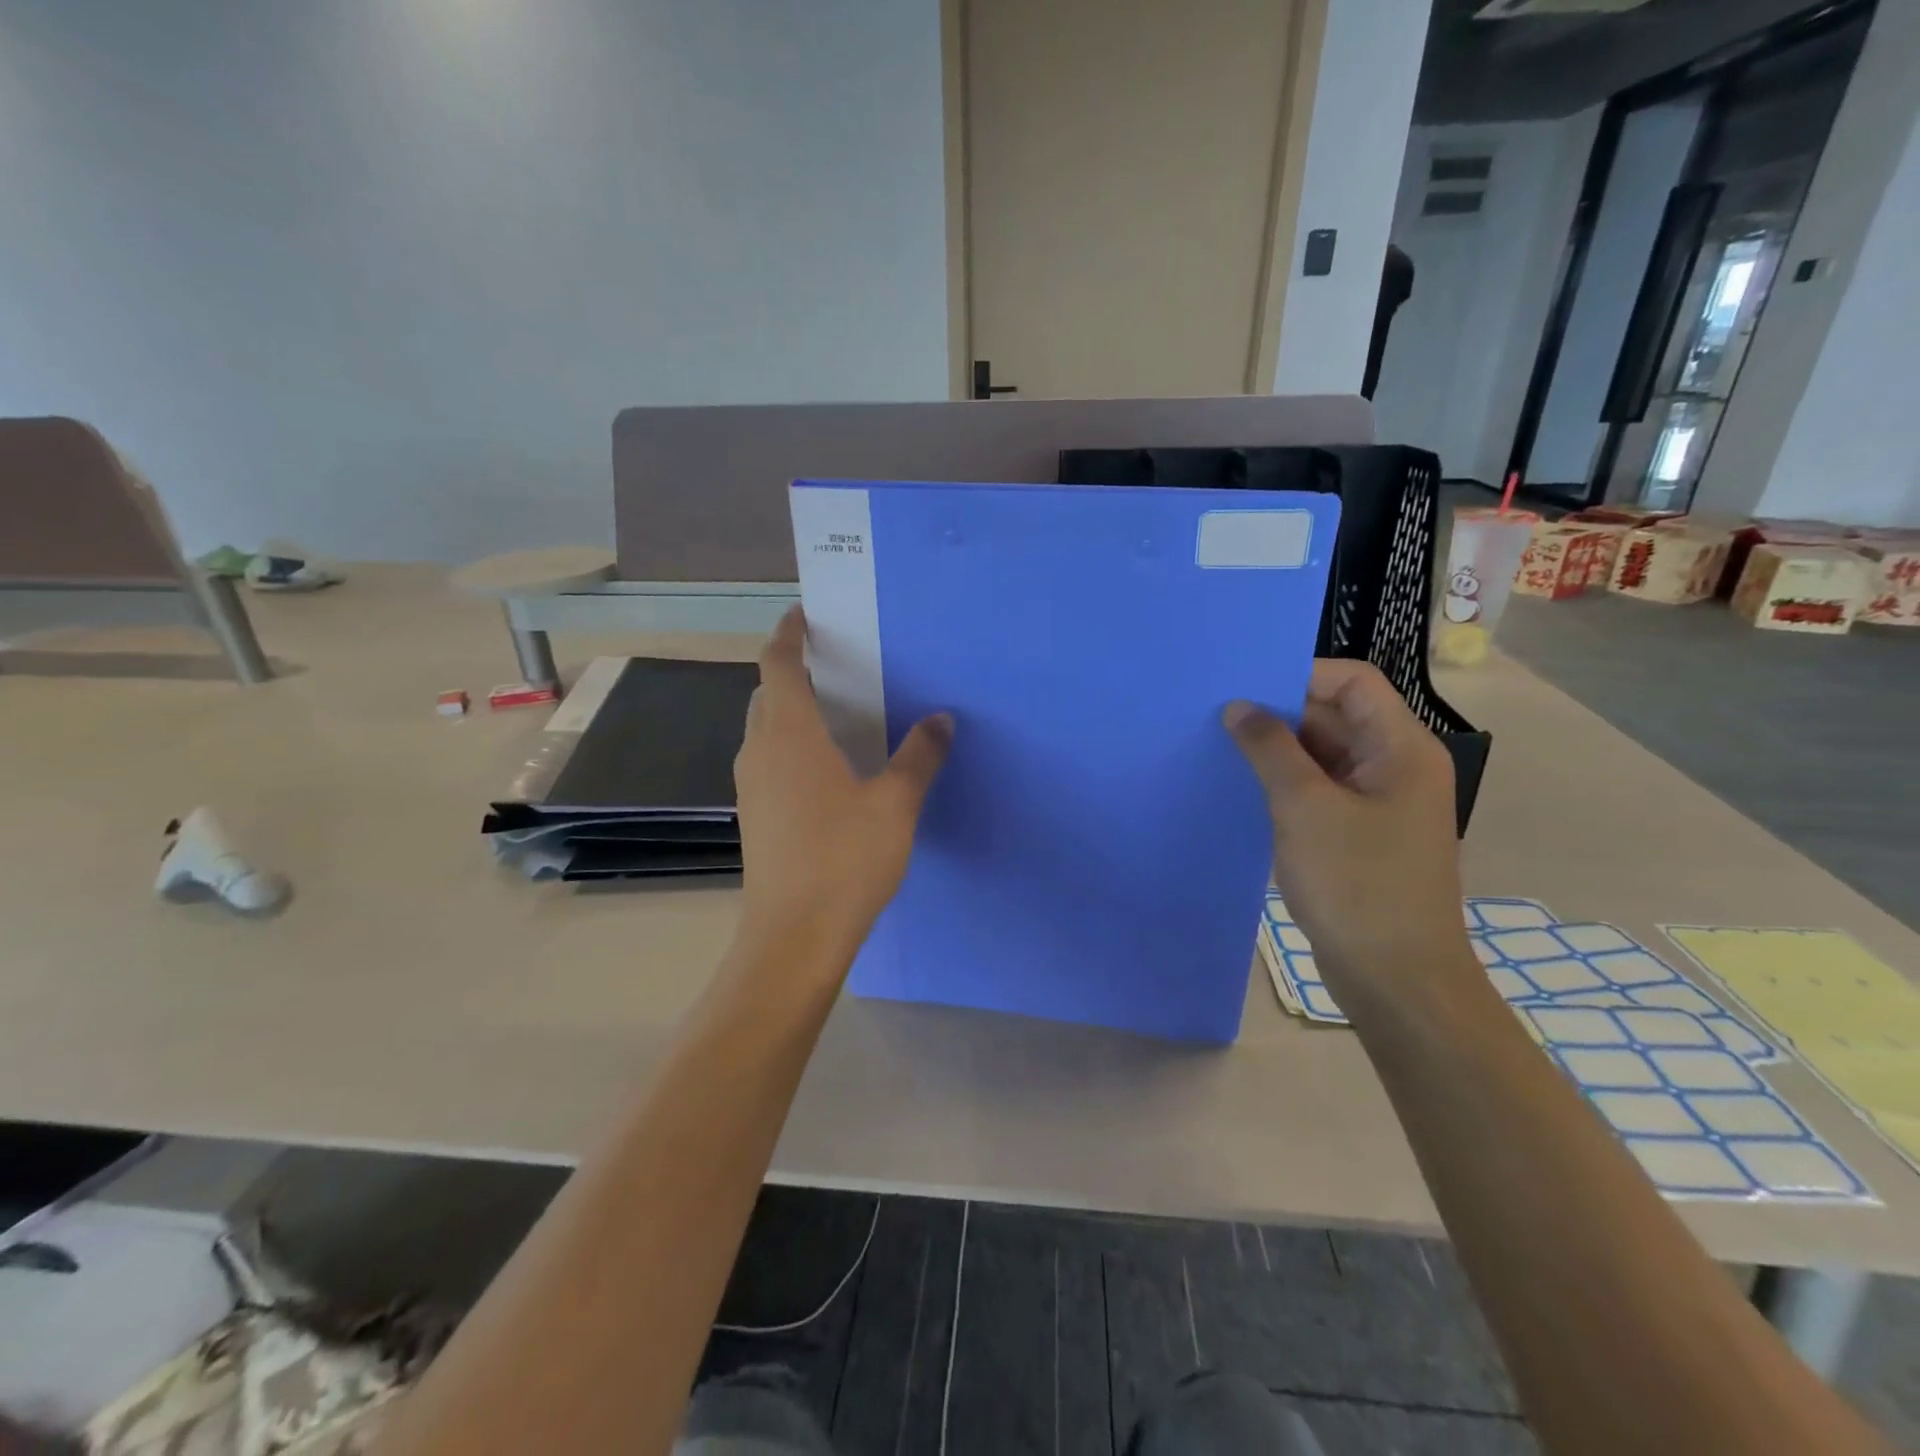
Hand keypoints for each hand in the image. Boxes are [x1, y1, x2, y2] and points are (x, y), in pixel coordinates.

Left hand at [734, 607, 952, 958]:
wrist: (794, 937)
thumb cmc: (845, 860)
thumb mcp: (896, 804)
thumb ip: (919, 756)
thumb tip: (942, 718)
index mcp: (790, 734)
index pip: (777, 664)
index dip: (787, 633)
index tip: (804, 614)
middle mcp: (761, 751)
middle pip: (767, 693)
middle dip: (792, 670)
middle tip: (835, 663)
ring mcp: (752, 785)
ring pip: (764, 728)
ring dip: (789, 708)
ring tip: (835, 709)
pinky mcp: (754, 815)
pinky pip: (768, 759)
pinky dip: (790, 743)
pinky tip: (826, 767)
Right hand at [1225, 661, 1473, 1008]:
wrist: (1396, 979)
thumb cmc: (1357, 884)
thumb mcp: (1304, 807)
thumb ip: (1270, 748)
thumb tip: (1238, 706)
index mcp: (1401, 748)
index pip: (1352, 681)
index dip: (1299, 674)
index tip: (1243, 686)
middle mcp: (1395, 767)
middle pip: (1335, 716)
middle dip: (1278, 713)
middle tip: (1217, 715)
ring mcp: (1378, 803)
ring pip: (1322, 756)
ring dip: (1277, 752)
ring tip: (1220, 749)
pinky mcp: (1358, 835)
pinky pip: (1319, 792)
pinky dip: (1284, 785)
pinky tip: (1242, 790)